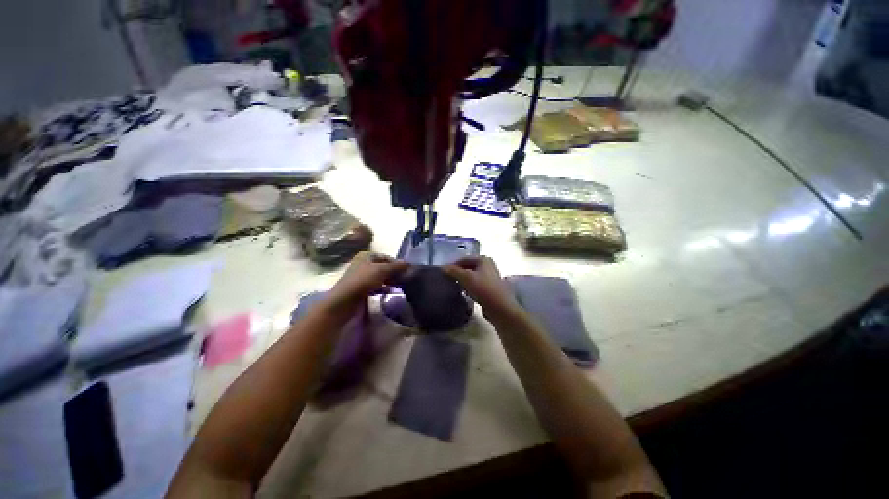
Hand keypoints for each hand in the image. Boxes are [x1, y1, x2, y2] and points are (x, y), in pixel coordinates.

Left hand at [329, 251, 408, 305]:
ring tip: (400, 286)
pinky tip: (391, 292)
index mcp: (366, 256)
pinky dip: (383, 288)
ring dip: (390, 281)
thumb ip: (396, 267)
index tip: (407, 271)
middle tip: (405, 279)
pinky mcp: (361, 289)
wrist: (344, 301)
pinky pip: (376, 286)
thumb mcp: (382, 270)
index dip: (397, 263)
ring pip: (380, 277)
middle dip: (394, 273)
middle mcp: (363, 264)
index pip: (386, 257)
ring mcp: (361, 277)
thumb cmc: (363, 281)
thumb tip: (409, 264)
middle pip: (383, 267)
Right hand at [442, 256, 519, 320]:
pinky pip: (476, 284)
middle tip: (447, 279)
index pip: (464, 259)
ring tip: (454, 286)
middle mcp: (488, 265)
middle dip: (458, 272)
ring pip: (472, 276)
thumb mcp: (465, 277)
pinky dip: (469, 286)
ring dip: (463, 280)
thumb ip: (453, 271)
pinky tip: (464, 293)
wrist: (499, 307)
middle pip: (468, 266)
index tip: (443, 272)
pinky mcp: (490, 287)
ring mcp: (490, 276)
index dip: (453, 265)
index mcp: (483, 259)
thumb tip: (442, 267)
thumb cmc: (483, 289)